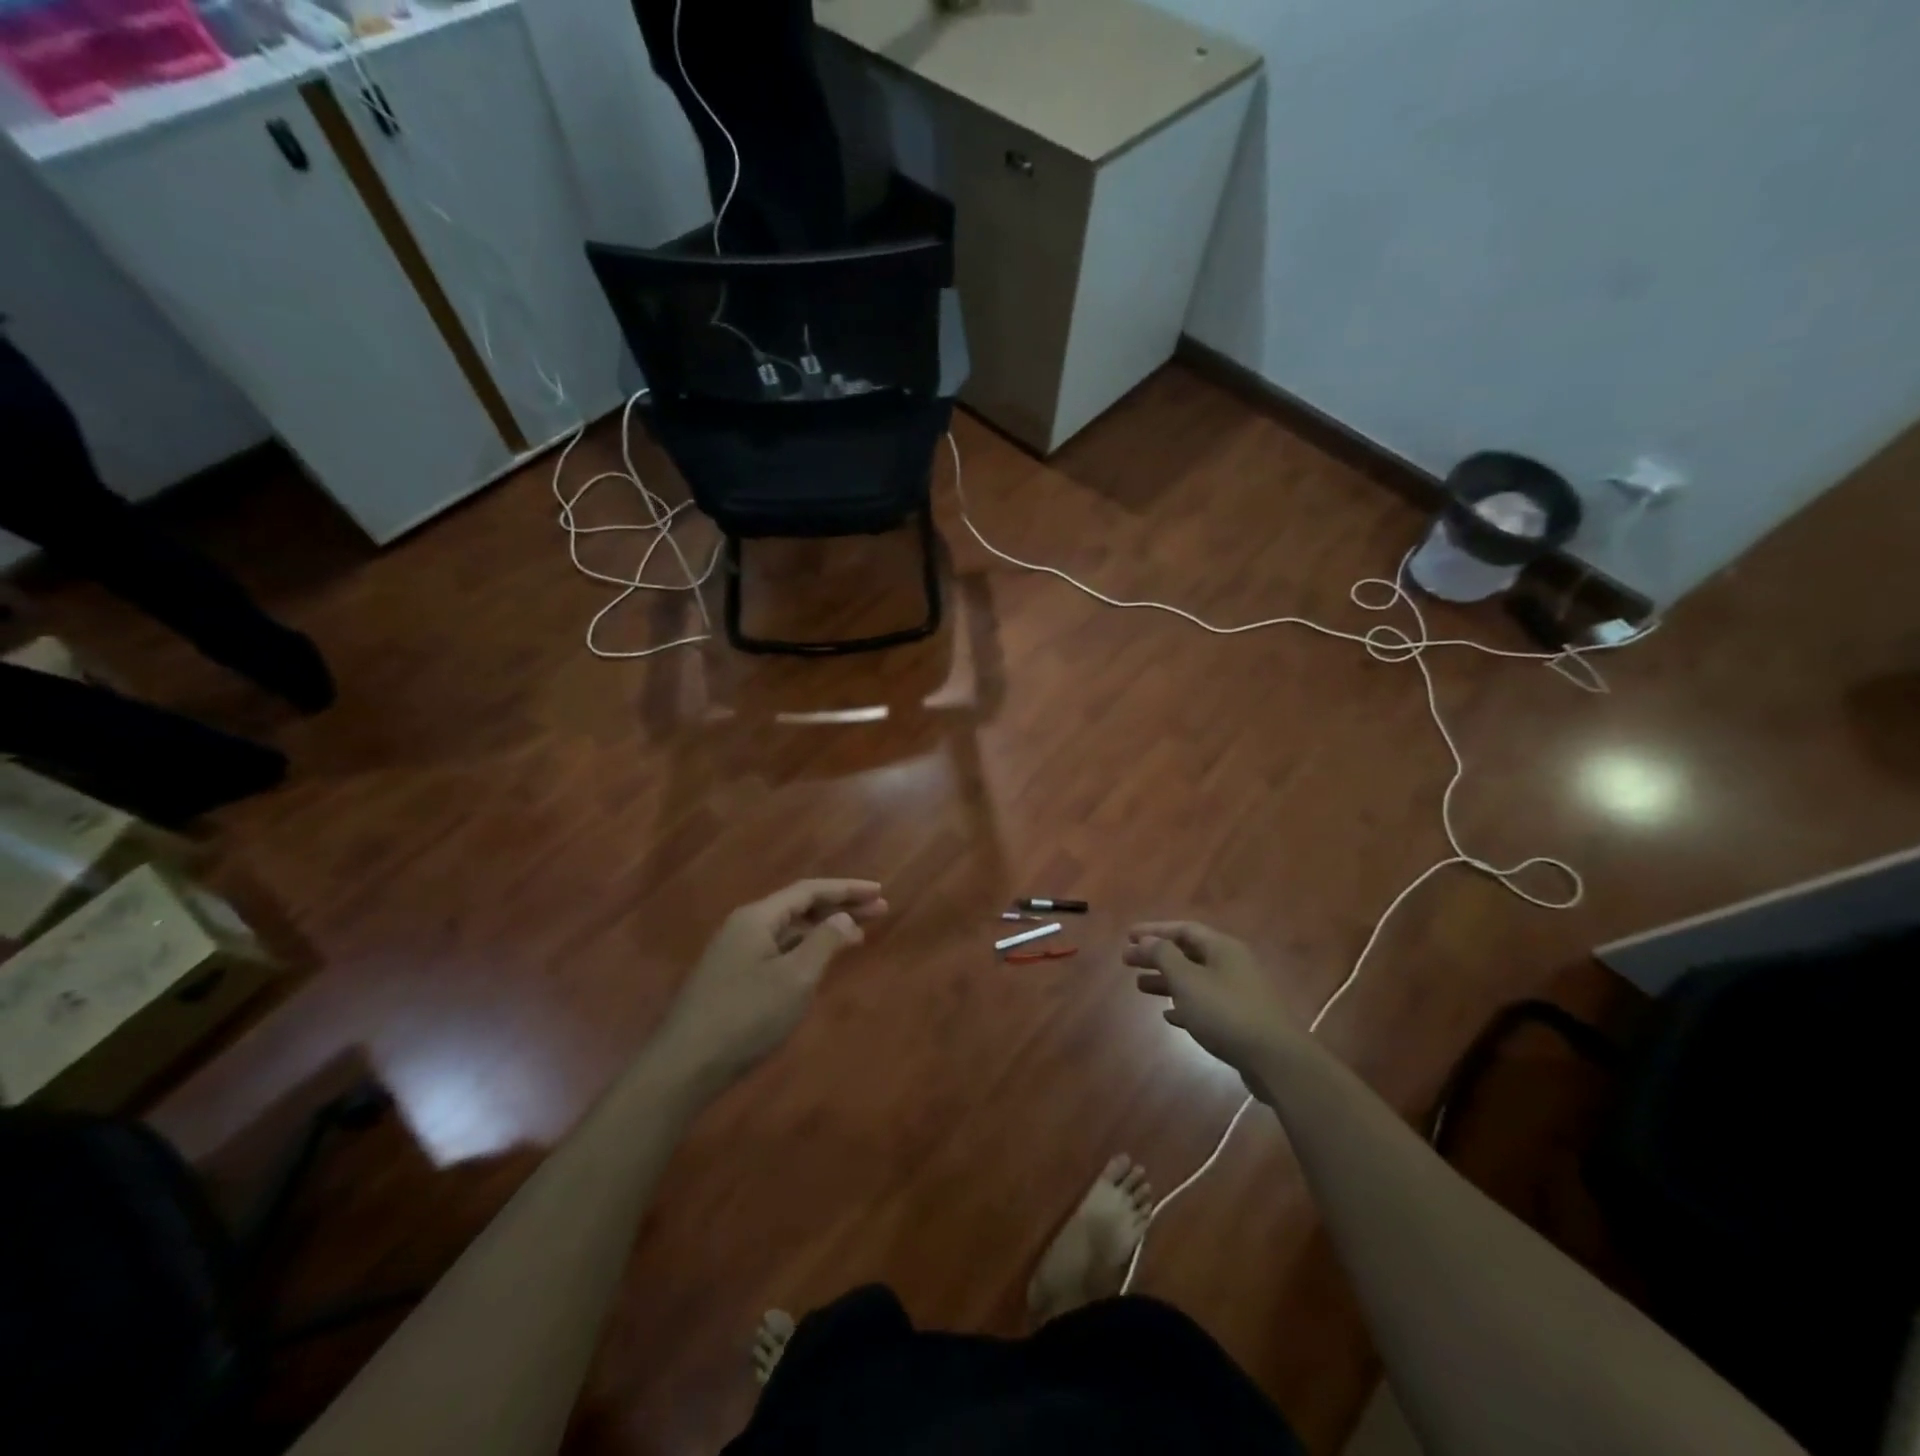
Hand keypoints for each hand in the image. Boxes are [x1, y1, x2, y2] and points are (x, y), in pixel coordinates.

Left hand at [653, 879, 887, 1091]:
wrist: (684, 1066)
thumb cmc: (746, 1017)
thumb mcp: (795, 978)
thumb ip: (824, 942)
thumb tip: (843, 917)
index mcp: (757, 918)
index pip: (809, 891)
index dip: (847, 889)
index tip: (879, 891)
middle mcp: (745, 926)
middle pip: (800, 907)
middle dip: (840, 906)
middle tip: (880, 910)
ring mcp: (735, 953)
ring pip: (789, 930)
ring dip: (824, 929)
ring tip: (859, 935)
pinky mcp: (732, 978)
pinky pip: (778, 950)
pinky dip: (805, 949)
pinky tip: (820, 962)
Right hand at [1124, 921, 1299, 1092]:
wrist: (1276, 1060)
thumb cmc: (1226, 1012)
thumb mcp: (1188, 980)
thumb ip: (1164, 956)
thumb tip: (1147, 939)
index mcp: (1222, 948)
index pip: (1183, 929)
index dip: (1154, 930)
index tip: (1128, 936)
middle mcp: (1231, 964)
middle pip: (1187, 953)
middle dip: (1156, 956)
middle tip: (1127, 960)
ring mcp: (1238, 993)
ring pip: (1195, 979)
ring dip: (1167, 981)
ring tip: (1140, 986)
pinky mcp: (1240, 1020)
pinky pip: (1205, 1004)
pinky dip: (1184, 1005)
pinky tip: (1168, 1015)